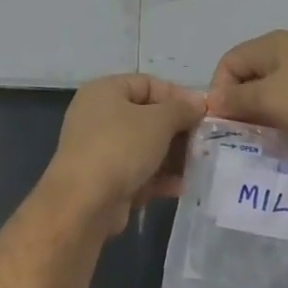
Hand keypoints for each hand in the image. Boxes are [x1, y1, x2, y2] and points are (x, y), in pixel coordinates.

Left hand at [45, 74, 207, 234]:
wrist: (83, 203)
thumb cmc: (121, 148)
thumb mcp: (158, 121)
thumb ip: (181, 109)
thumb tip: (198, 102)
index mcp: (104, 91)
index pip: (148, 84)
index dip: (178, 96)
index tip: (204, 113)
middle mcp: (98, 116)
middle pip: (148, 117)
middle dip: (178, 130)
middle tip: (203, 142)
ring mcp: (100, 149)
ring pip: (144, 147)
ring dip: (172, 156)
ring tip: (197, 166)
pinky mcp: (104, 180)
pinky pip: (137, 172)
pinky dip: (158, 177)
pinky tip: (180, 187)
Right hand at [208, 30, 287, 154]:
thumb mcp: (270, 102)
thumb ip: (236, 100)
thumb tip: (212, 100)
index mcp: (271, 44)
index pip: (227, 63)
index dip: (219, 91)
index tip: (225, 123)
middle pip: (250, 75)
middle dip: (242, 105)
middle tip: (245, 134)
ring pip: (273, 90)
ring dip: (266, 114)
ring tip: (269, 138)